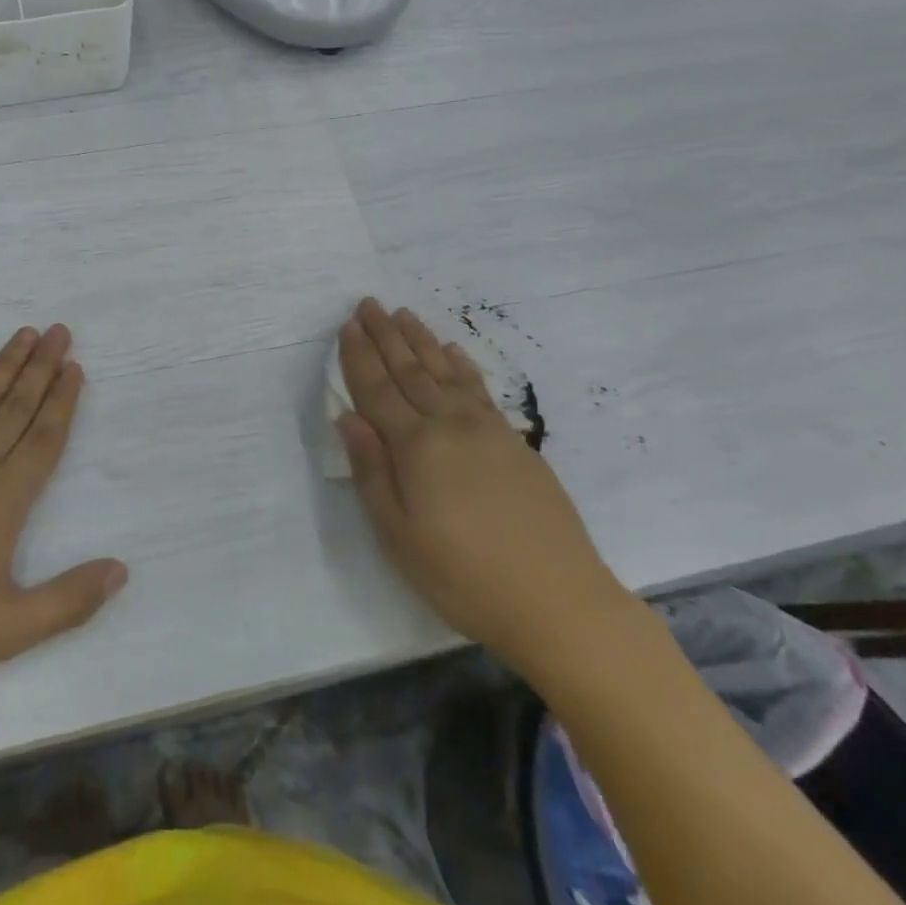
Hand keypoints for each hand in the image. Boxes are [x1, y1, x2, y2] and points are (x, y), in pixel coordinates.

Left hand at [0, 325, 127, 718]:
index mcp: (3, 499)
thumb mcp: (10, 628)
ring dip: (4, 365)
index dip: (63, 401)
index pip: (44, 437)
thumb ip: (70, 599)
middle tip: (60, 331)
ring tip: (25, 333)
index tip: (76, 367)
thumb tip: (121, 571)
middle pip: (15, 407)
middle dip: (41, 367)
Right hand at [336, 298, 630, 677]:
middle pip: (409, 370)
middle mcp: (449, 424)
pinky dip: (462, 365)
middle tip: (369, 303)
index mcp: (415, 446)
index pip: (376, 390)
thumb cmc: (463, 576)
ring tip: (403, 314)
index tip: (347, 325)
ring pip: (444, 371)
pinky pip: (480, 388)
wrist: (558, 601)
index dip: (358, 357)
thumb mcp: (399, 535)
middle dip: (385, 335)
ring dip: (421, 340)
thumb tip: (347, 418)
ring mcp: (486, 429)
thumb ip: (371, 471)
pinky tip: (453, 351)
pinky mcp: (514, 441)